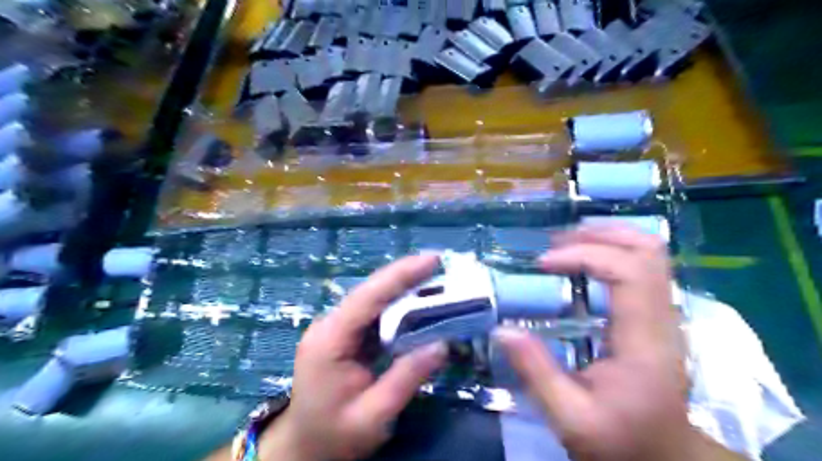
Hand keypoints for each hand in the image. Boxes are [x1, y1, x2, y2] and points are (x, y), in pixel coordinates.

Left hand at [259, 256, 446, 460]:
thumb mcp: (373, 416)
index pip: (367, 298)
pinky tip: (417, 303)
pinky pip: (373, 314)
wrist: (303, 447)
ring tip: (434, 280)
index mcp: (330, 341)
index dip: (400, 275)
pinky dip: (397, 306)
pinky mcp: (343, 334)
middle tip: (439, 264)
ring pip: (372, 300)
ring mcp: (334, 328)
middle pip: (370, 292)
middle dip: (405, 276)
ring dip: (403, 289)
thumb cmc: (334, 436)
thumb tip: (443, 345)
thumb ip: (407, 378)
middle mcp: (329, 326)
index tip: (432, 260)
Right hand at [494, 225, 699, 459]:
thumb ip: (536, 373)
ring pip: (650, 253)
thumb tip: (502, 329)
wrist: (665, 458)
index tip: (543, 264)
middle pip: (647, 250)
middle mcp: (662, 320)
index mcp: (644, 343)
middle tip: (555, 244)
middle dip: (598, 235)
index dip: (584, 255)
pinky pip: (643, 266)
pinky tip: (584, 262)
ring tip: (565, 245)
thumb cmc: (620, 441)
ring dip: (606, 238)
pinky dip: (612, 251)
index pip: (628, 272)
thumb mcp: (570, 418)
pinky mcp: (657, 315)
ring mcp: (664, 314)